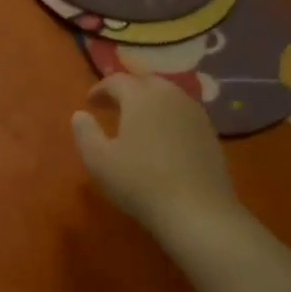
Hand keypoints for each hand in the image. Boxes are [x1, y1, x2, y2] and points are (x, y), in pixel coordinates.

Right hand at [71, 75, 239, 239]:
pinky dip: (168, 117)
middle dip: (127, 89)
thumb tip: (80, 114)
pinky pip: (183, 114)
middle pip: (147, 82)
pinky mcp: (210, 134)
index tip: (89, 102)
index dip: (101, 88)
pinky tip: (161, 138)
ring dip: (149, 102)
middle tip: (112, 106)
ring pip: (169, 96)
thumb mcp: (98, 160)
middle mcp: (171, 97)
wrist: (197, 210)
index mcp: (142, 97)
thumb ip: (85, 132)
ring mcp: (196, 115)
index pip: (118, 81)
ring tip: (136, 121)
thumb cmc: (139, 181)